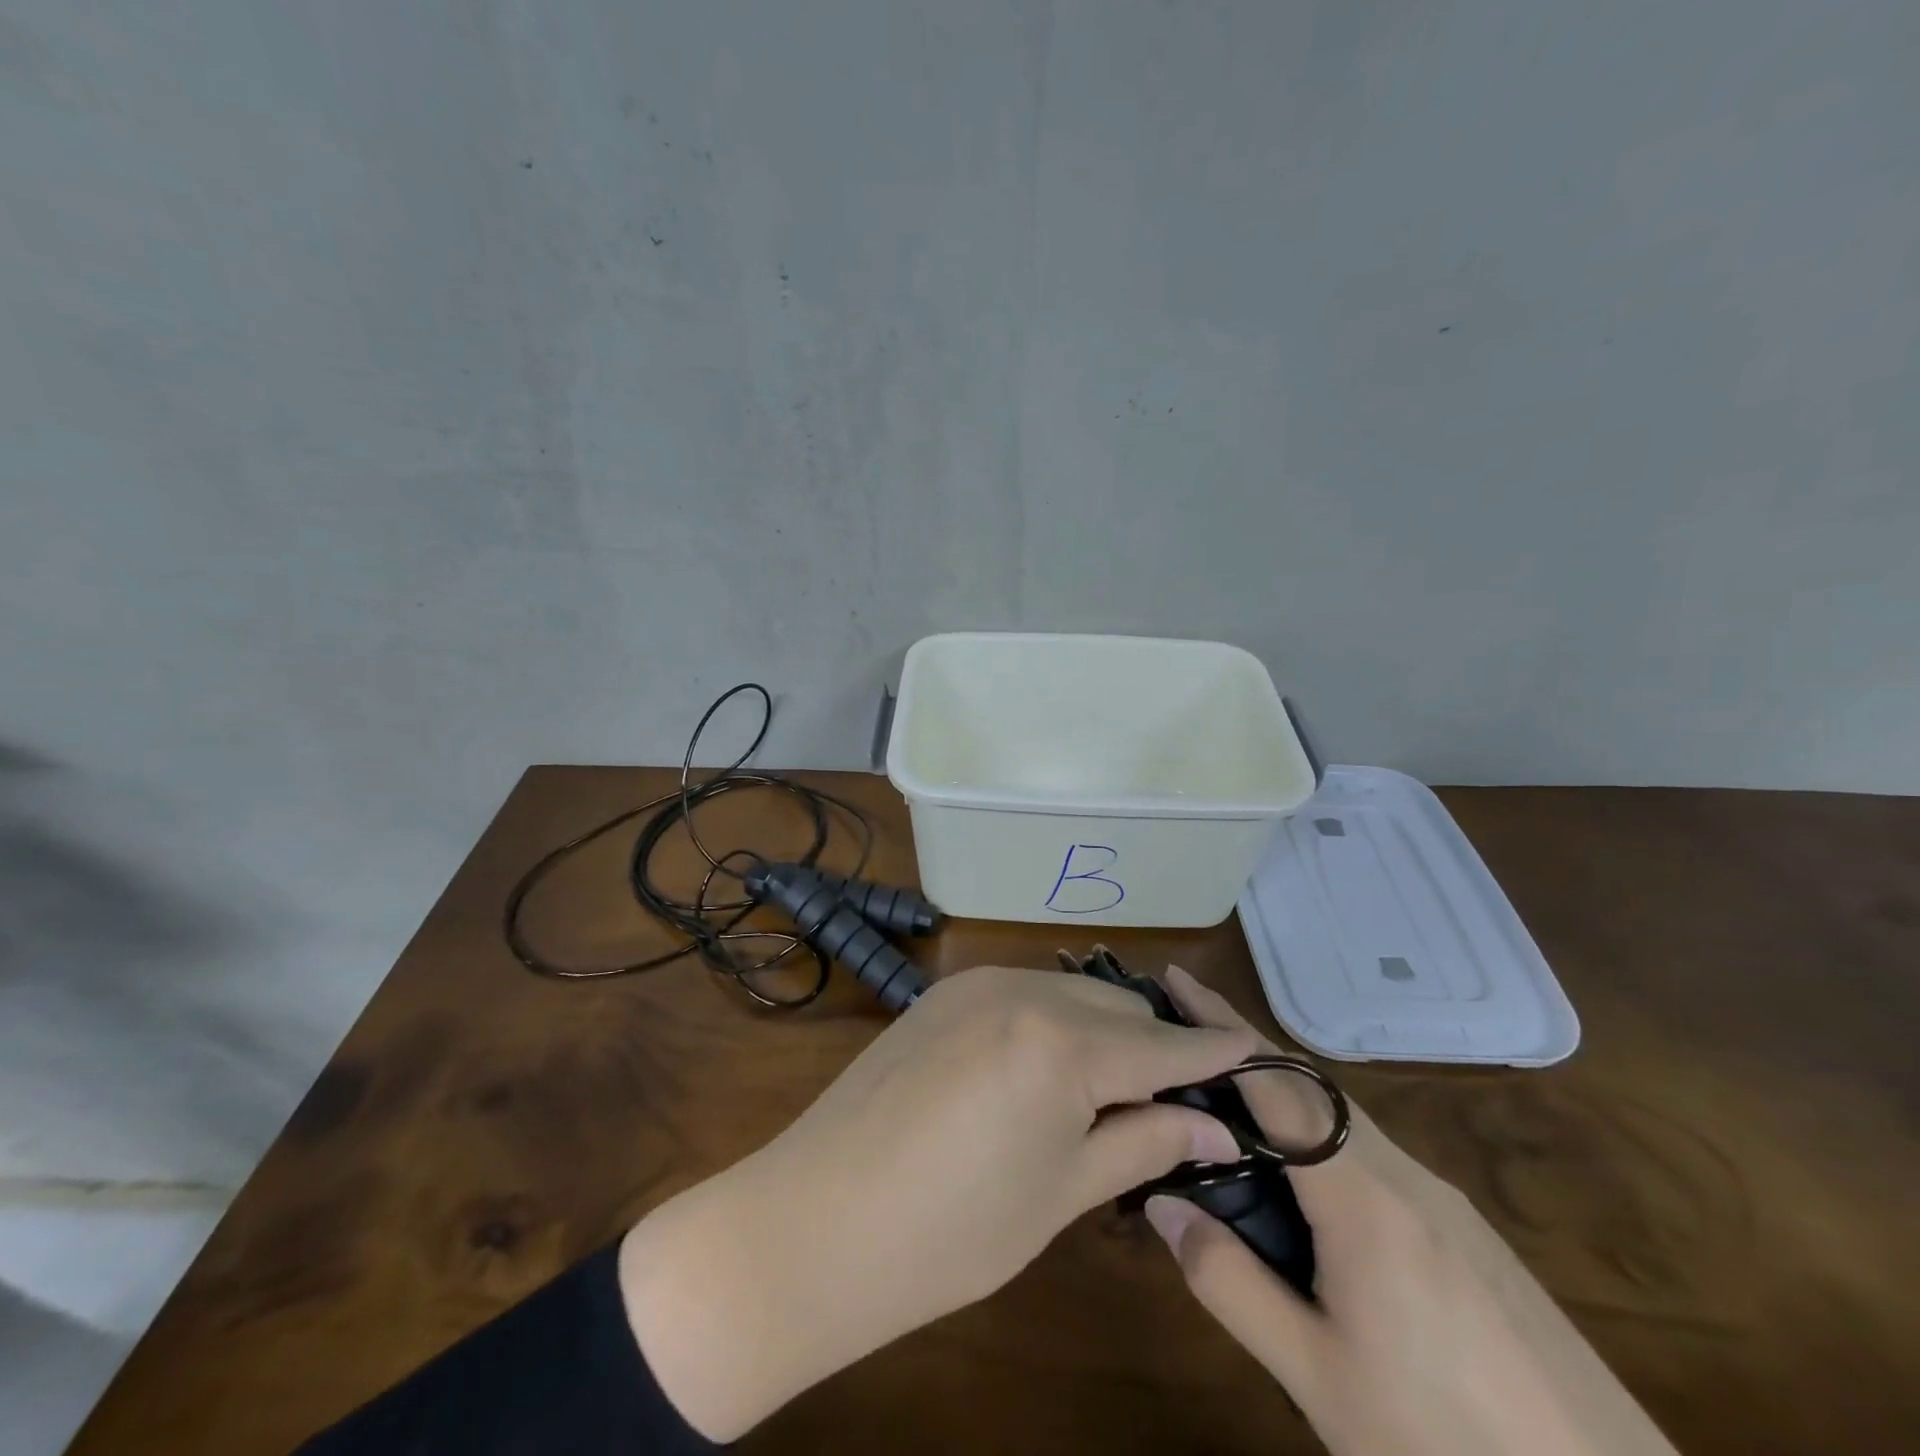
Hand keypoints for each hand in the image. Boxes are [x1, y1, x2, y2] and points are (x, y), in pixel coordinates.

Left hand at [617, 963, 1254, 1440]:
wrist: (818, 1219)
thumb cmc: (951, 1232)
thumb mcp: (1062, 1192)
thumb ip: (1144, 1142)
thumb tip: (1218, 1128)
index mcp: (1059, 1042)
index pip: (1158, 1044)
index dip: (1209, 1051)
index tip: (1253, 1052)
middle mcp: (1020, 990)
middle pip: (1114, 1007)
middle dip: (1154, 1041)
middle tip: (1185, 1087)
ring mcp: (974, 983)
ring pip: (1068, 992)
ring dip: (1103, 1026)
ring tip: (1123, 1077)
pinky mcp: (943, 992)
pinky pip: (1022, 993)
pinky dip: (1054, 1018)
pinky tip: (1054, 1059)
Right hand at [1145, 967, 1677, 1455]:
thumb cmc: (1445, 1438)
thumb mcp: (1317, 1375)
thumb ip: (1229, 1282)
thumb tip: (1160, 1201)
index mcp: (1359, 1194)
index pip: (1272, 1081)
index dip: (1219, 1025)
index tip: (1175, 979)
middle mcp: (1402, 1172)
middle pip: (1305, 1085)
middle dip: (1239, 1047)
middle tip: (1181, 1031)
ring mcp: (1442, 1197)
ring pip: (1340, 1117)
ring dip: (1277, 1090)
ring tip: (1224, 1095)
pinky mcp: (1467, 1228)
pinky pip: (1372, 1151)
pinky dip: (1316, 1130)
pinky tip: (1301, 1172)